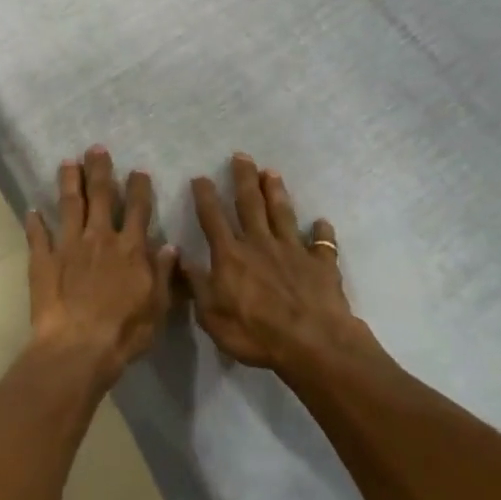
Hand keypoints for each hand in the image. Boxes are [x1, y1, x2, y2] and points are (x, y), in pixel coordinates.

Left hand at [26, 146, 177, 384]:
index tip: (138, 171)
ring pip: (69, 205)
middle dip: (100, 170)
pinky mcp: (43, 261)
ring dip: (69, 182)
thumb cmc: (125, 330)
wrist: (79, 346)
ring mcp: (68, 246)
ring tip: (67, 162)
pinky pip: (38, 236)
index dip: (138, 188)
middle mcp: (99, 239)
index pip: (137, 210)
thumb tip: (169, 246)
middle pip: (100, 196)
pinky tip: (31, 210)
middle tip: (96, 148)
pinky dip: (34, 222)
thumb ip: (162, 273)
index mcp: (130, 248)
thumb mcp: (157, 305)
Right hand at [185, 155, 362, 372]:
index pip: (213, 219)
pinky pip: (322, 243)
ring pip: (283, 214)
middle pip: (250, 204)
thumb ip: (196, 284)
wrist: (312, 343)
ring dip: (276, 192)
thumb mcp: (211, 315)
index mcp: (231, 255)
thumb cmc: (255, 333)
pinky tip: (322, 222)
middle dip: (244, 179)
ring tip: (272, 172)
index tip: (201, 177)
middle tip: (242, 156)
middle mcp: (260, 244)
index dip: (205, 197)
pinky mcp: (321, 264)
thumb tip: (178, 256)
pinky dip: (322, 232)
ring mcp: (293, 251)